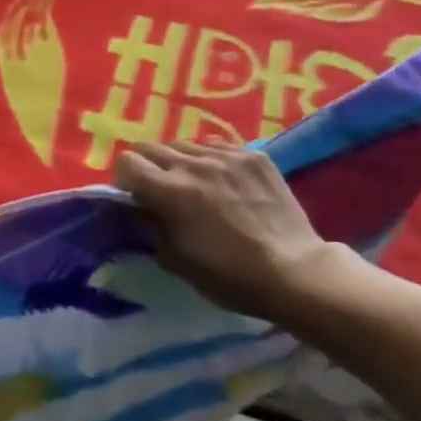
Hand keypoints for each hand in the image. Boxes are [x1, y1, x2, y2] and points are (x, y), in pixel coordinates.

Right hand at [112, 143, 346, 319]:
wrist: (296, 272)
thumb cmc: (230, 276)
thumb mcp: (176, 260)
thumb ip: (149, 227)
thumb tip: (139, 210)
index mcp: (170, 191)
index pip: (126, 162)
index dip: (124, 180)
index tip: (134, 197)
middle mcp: (194, 164)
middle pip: (150, 146)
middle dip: (146, 166)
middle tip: (159, 190)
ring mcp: (226, 156)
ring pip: (184, 144)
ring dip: (179, 162)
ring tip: (194, 184)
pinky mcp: (253, 156)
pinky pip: (217, 145)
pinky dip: (210, 159)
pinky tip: (222, 181)